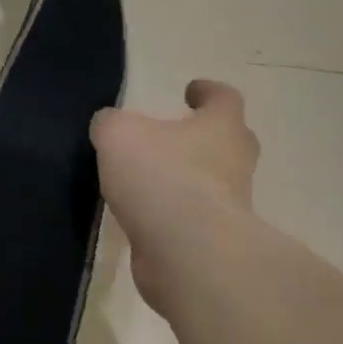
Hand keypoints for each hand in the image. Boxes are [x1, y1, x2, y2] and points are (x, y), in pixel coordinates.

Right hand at [91, 79, 261, 312]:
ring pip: (213, 183)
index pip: (224, 98)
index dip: (208, 91)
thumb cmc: (160, 177)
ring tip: (148, 179)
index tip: (191, 91)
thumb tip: (109, 126)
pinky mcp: (212, 241)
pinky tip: (144, 214)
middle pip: (230, 141)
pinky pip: (193, 218)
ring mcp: (229, 206)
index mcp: (220, 128)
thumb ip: (111, 124)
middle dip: (206, 136)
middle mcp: (233, 163)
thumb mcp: (118, 135)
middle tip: (177, 135)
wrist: (188, 252)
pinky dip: (173, 213)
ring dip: (188, 178)